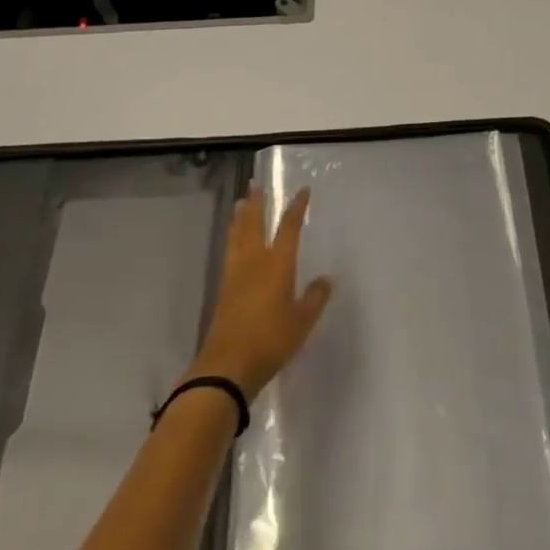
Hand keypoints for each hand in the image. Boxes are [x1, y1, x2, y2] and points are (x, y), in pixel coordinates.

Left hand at [188, 188, 331, 400]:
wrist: (228, 365)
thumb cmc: (271, 339)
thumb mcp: (302, 321)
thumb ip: (315, 297)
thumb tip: (325, 279)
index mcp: (278, 264)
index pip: (289, 227)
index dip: (296, 207)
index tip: (303, 191)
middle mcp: (254, 262)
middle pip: (254, 224)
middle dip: (257, 203)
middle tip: (256, 185)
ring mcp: (235, 275)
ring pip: (237, 237)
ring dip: (240, 218)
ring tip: (240, 204)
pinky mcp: (224, 290)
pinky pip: (230, 253)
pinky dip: (232, 239)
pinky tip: (233, 243)